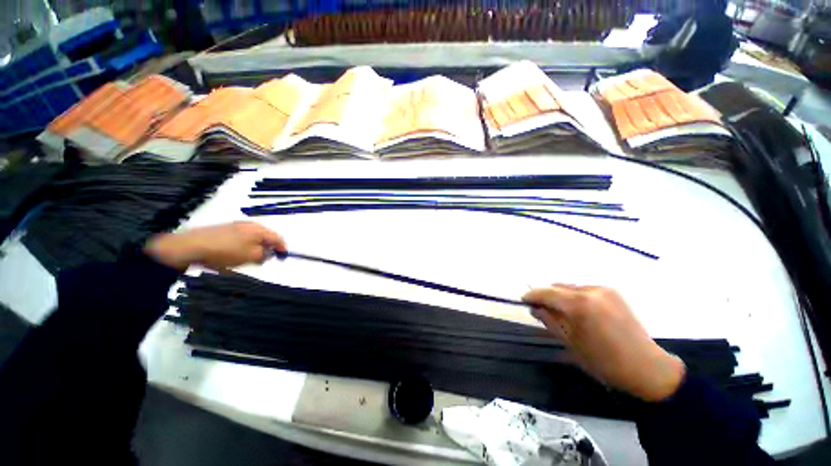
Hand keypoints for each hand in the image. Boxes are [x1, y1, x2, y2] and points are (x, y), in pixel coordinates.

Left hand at [144, 222, 286, 271]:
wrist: (190, 246)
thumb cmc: (225, 251)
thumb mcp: (251, 257)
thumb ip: (266, 255)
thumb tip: (270, 253)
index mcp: (259, 230)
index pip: (278, 238)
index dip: (283, 248)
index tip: (283, 258)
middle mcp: (249, 225)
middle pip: (265, 238)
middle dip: (267, 249)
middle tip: (262, 261)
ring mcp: (235, 226)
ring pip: (252, 239)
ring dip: (254, 250)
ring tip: (245, 261)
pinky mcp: (224, 230)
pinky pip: (241, 239)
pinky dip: (242, 248)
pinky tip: (232, 256)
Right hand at [522, 285, 685, 401]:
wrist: (646, 367)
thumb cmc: (604, 361)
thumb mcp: (570, 343)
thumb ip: (549, 321)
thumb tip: (535, 308)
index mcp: (579, 305)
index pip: (546, 293)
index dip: (532, 295)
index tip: (523, 300)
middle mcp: (590, 291)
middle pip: (558, 287)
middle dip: (547, 297)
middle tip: (544, 311)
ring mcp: (603, 289)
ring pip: (570, 287)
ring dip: (562, 297)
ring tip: (565, 314)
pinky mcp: (613, 292)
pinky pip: (584, 290)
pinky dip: (576, 297)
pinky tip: (583, 313)